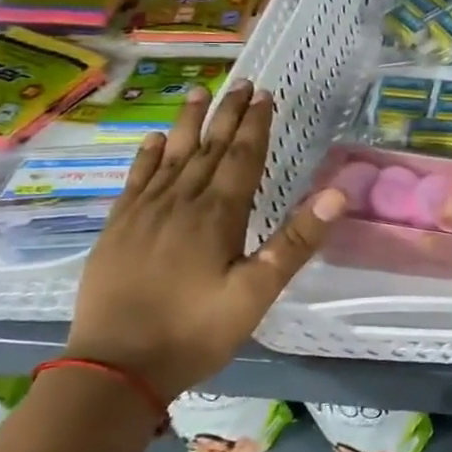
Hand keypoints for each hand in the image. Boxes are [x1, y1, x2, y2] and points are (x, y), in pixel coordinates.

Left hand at [68, 82, 345, 399]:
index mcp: (217, 215)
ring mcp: (143, 214)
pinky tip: (154, 140)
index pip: (242, 157)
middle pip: (208, 148)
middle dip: (227, 114)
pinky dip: (147, 156)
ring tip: (198, 92)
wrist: (114, 369)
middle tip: (240, 83)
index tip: (265, 95)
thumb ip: (296, 240)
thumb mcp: (257, 292)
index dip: (255, 125)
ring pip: (171, 157)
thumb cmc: (195, 332)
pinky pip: (135, 181)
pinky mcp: (118, 230)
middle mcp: (180, 203)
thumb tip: (336, 192)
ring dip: (188, 124)